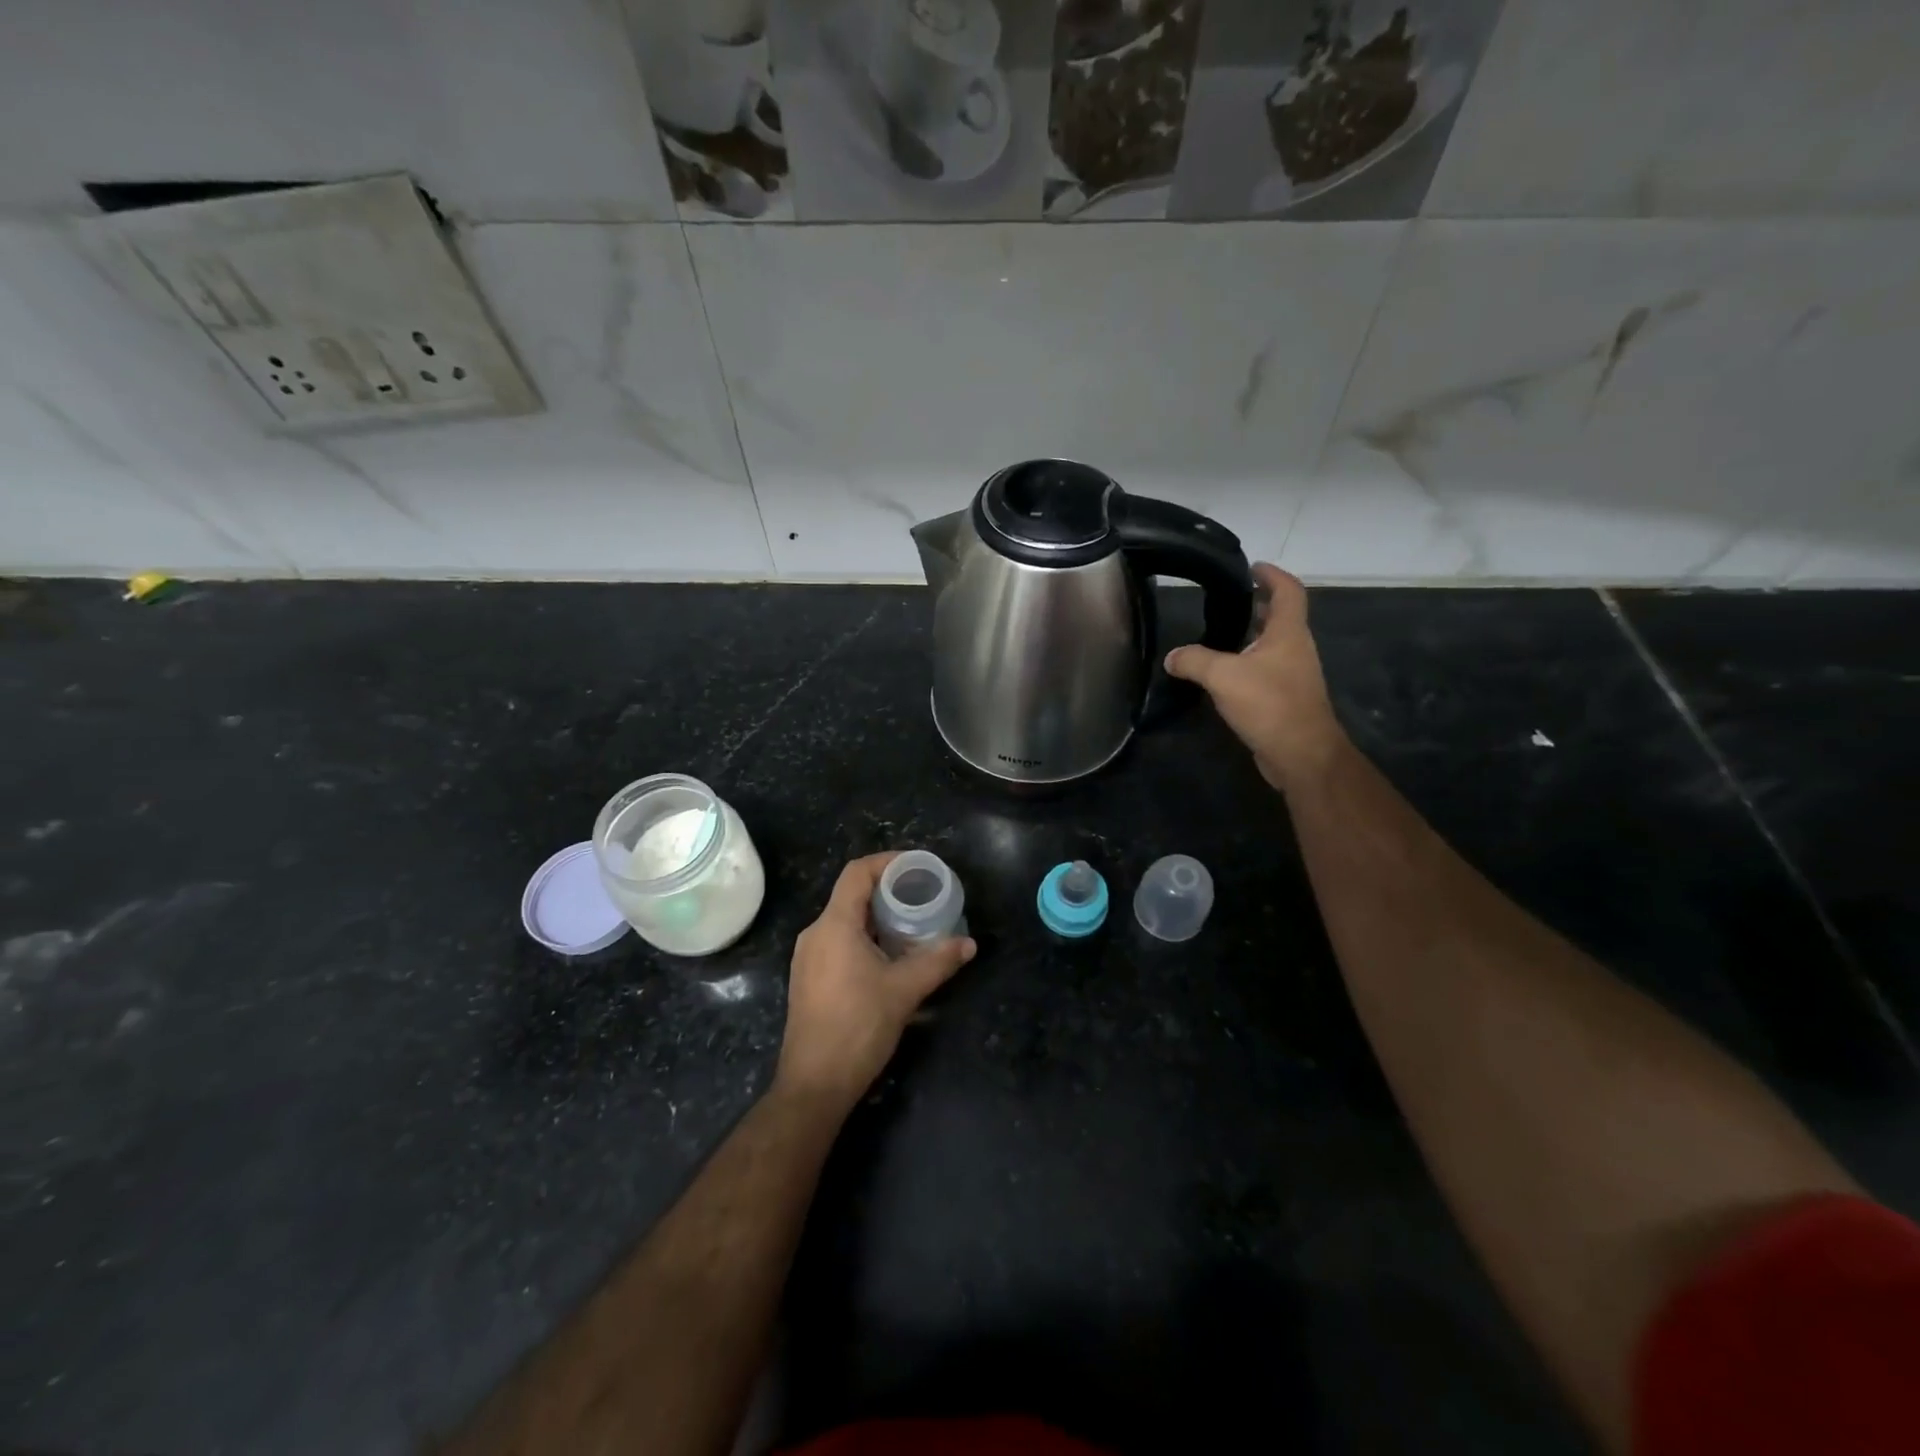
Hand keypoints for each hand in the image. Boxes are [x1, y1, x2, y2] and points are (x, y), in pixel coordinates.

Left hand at [775, 853, 976, 1111]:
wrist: (814, 1084)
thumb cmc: (857, 1027)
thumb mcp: (904, 991)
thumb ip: (937, 962)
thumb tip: (969, 944)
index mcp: (834, 925)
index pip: (856, 873)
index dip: (887, 862)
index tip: (917, 866)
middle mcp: (815, 934)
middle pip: (851, 895)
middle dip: (887, 891)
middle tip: (922, 896)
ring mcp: (808, 958)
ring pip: (845, 921)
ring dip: (877, 917)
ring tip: (911, 924)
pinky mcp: (809, 979)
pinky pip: (838, 942)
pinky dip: (865, 937)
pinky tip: (889, 956)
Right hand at [1165, 562, 1344, 791]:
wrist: (1301, 754)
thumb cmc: (1269, 704)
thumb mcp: (1223, 676)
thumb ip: (1194, 660)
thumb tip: (1172, 657)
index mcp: (1288, 633)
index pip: (1288, 591)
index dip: (1272, 575)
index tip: (1252, 567)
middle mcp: (1296, 649)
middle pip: (1281, 617)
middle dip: (1259, 604)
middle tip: (1229, 599)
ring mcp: (1293, 675)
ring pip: (1272, 645)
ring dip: (1252, 635)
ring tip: (1220, 633)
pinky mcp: (1285, 699)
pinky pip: (1265, 671)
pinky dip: (1248, 663)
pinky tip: (1224, 674)